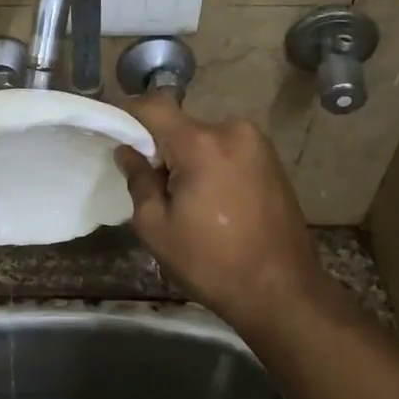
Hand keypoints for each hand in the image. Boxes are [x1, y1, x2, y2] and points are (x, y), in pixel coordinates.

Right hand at [116, 98, 344, 335]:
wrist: (281, 291)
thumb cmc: (210, 262)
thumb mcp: (156, 227)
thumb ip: (138, 180)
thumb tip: (128, 151)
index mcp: (201, 144)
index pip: (154, 107)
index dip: (129, 116)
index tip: (116, 137)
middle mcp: (232, 131)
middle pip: (181, 125)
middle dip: (162, 148)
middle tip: (154, 186)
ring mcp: (258, 144)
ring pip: (205, 139)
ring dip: (189, 158)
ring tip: (188, 201)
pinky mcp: (272, 160)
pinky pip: (227, 150)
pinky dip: (212, 165)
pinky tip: (214, 202)